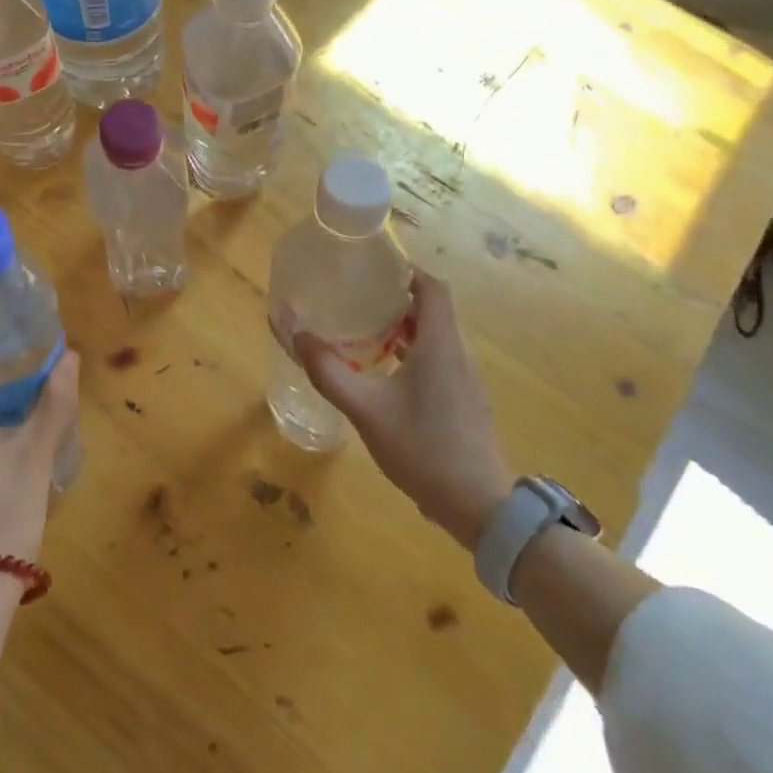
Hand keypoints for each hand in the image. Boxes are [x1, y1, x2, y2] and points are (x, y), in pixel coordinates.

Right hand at [297, 270, 512, 549]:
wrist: (477, 503)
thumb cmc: (422, 447)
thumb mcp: (366, 409)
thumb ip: (328, 371)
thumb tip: (296, 332)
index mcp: (440, 344)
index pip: (432, 287)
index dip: (405, 271)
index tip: (371, 269)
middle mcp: (458, 352)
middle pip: (432, 309)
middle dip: (395, 299)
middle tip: (355, 299)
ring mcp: (465, 378)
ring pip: (434, 337)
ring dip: (402, 328)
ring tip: (363, 332)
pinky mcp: (464, 400)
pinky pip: (438, 360)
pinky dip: (412, 353)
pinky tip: (384, 374)